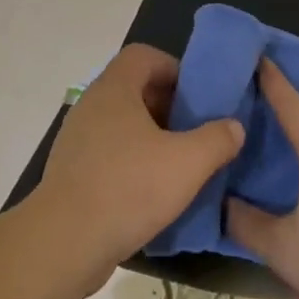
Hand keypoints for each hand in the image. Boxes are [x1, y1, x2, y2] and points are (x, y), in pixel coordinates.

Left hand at [35, 44, 244, 275]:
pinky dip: (131, 161)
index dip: (173, 68)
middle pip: (134, 88)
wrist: (64, 243)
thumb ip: (216, 140)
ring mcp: (77, 138)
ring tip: (177, 163)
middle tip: (193, 131)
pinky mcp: (71, 171)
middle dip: (167, 105)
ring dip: (150, 136)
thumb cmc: (128, 188)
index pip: (143, 55)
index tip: (196, 96)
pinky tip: (151, 192)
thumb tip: (234, 126)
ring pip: (121, 123)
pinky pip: (107, 152)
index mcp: (115, 88)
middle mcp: (92, 104)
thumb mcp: (187, 163)